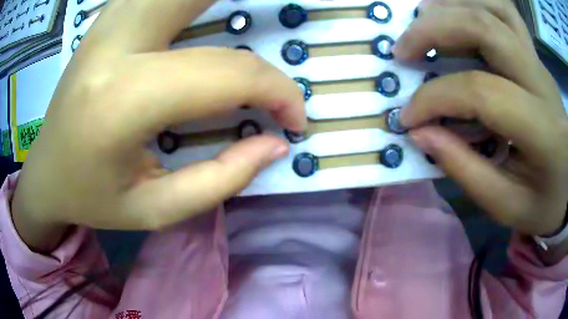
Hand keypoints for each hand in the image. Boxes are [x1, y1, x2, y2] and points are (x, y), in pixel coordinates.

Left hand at [11, 0, 306, 251]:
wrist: (46, 174)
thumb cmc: (92, 199)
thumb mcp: (155, 210)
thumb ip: (222, 180)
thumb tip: (275, 143)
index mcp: (121, 101)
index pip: (223, 74)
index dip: (275, 90)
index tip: (294, 117)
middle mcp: (113, 46)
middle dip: (250, 4)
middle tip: (272, 40)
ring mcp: (105, 26)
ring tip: (242, 15)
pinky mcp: (103, 24)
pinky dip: (181, 0)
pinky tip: (196, 13)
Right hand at [396, 0, 567, 235]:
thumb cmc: (545, 200)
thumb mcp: (508, 205)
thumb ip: (466, 170)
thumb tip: (422, 134)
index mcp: (541, 128)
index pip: (481, 92)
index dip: (435, 98)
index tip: (408, 117)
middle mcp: (539, 79)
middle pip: (484, 26)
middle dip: (433, 30)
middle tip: (402, 50)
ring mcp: (536, 58)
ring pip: (491, 6)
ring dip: (450, 6)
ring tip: (422, 22)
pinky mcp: (533, 53)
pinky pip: (502, 9)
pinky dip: (472, 2)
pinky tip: (454, 14)